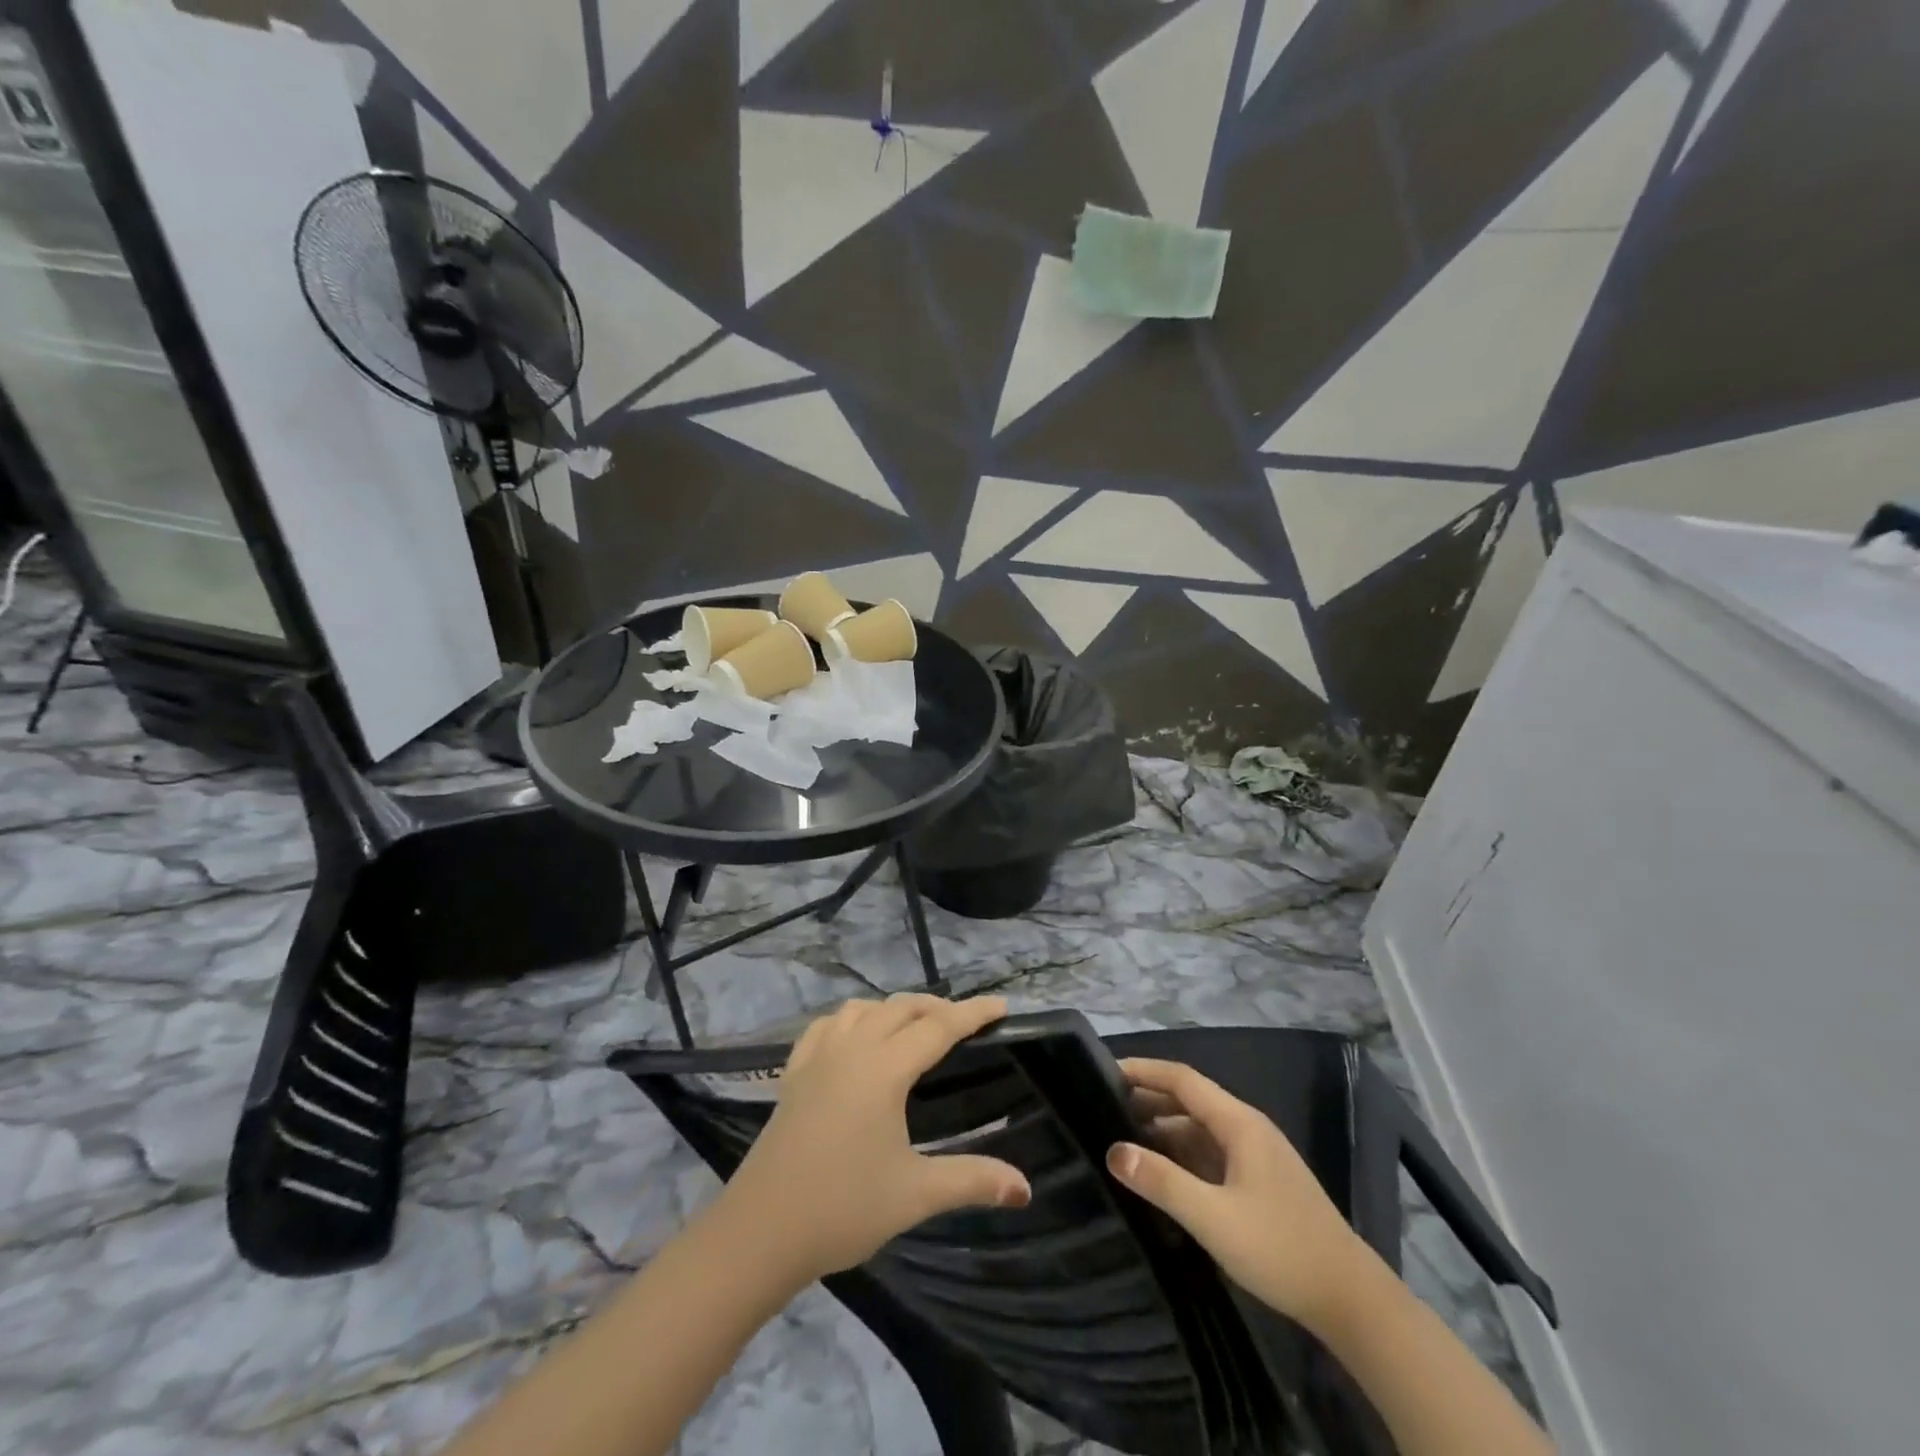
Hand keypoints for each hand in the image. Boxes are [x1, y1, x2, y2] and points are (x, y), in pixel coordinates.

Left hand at [719, 994, 1031, 1283]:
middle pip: (901, 1008)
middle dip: (937, 1007)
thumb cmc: (843, 1208)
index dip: (973, 1014)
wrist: (761, 1231)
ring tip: (914, 1028)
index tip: (1002, 1005)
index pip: (938, 1027)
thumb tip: (1025, 1188)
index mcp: (884, 1068)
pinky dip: (852, 1019)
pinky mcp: (794, 1072)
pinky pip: (828, 1025)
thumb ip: (972, 1181)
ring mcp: (818, 1056)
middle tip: (965, 1022)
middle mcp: (852, 1048)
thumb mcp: (915, 1194)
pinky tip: (855, 1037)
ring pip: (863, 1009)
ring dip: (894, 1009)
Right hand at [1107, 1058, 1373, 1331]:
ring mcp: (1256, 1154)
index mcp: (1238, 1123)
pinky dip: (1181, 1152)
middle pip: (1190, 1099)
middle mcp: (1247, 1127)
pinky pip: (1211, 1151)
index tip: (1103, 1070)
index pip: (1182, 1079)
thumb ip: (1162, 1182)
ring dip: (1162, 1128)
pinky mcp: (1260, 1180)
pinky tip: (1161, 1172)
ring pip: (1200, 1127)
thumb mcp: (1213, 1218)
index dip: (1143, 1070)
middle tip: (1102, 1107)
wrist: (1352, 1301)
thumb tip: (1112, 1150)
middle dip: (1148, 1098)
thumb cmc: (1281, 1250)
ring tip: (1121, 1140)